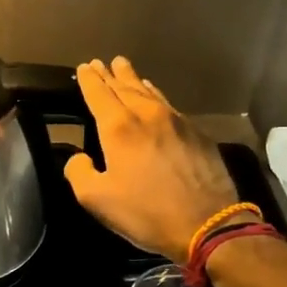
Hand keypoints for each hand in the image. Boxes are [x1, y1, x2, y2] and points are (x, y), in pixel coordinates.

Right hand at [65, 57, 240, 261]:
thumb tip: (78, 158)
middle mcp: (146, 115)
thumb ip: (79, 173)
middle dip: (110, 74)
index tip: (84, 67)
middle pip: (124, 86)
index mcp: (118, 128)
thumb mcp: (96, 199)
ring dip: (133, 79)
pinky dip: (155, 95)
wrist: (208, 224)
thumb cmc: (146, 212)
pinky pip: (169, 105)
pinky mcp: (197, 133)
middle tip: (101, 62)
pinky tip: (154, 97)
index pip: (98, 93)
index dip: (89, 79)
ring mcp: (176, 121)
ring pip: (149, 92)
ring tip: (124, 69)